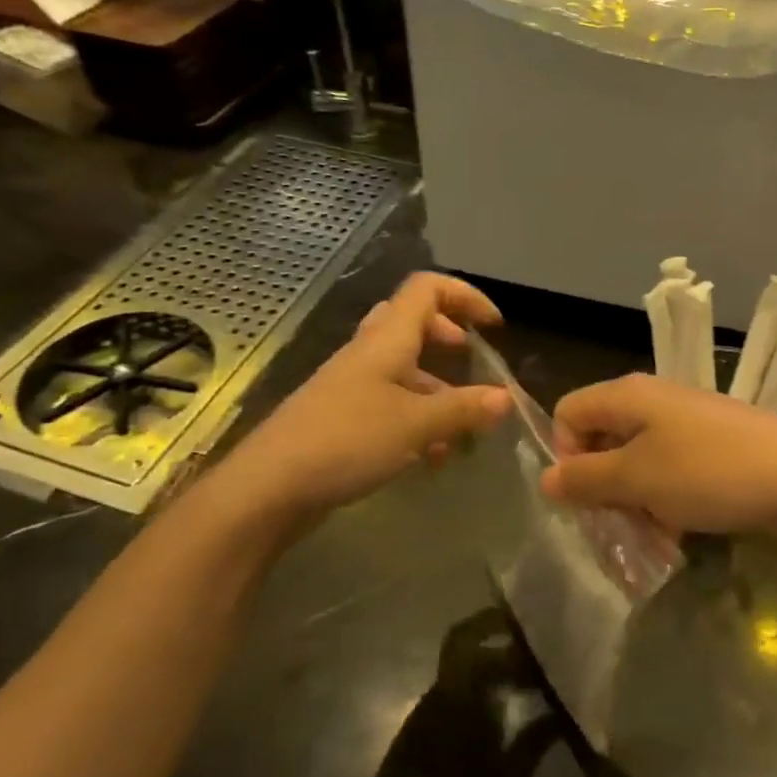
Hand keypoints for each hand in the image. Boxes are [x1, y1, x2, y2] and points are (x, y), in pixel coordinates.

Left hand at [222, 273, 509, 520]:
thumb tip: (506, 398)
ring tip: (463, 429)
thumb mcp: (416, 425)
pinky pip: (391, 405)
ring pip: (404, 370)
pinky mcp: (344, 419)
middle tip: (471, 362)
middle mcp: (369, 354)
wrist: (270, 487)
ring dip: (438, 390)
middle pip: (413, 323)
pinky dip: (418, 421)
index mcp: (386, 340)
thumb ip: (463, 409)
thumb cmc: (346, 441)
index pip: (426, 289)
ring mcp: (353, 387)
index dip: (465, 296)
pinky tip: (433, 459)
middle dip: (449, 338)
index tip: (494, 327)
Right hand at [540, 374, 776, 538]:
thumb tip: (546, 478)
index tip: (585, 495)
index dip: (565, 454)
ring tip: (651, 539)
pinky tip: (679, 534)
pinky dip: (665, 502)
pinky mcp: (713, 449)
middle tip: (614, 527)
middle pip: (602, 440)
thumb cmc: (710, 473)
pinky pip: (671, 473)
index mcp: (629, 396)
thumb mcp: (638, 479)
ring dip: (634, 503)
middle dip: (601, 488)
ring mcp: (687, 425)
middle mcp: (654, 402)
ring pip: (637, 463)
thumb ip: (585, 479)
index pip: (568, 412)